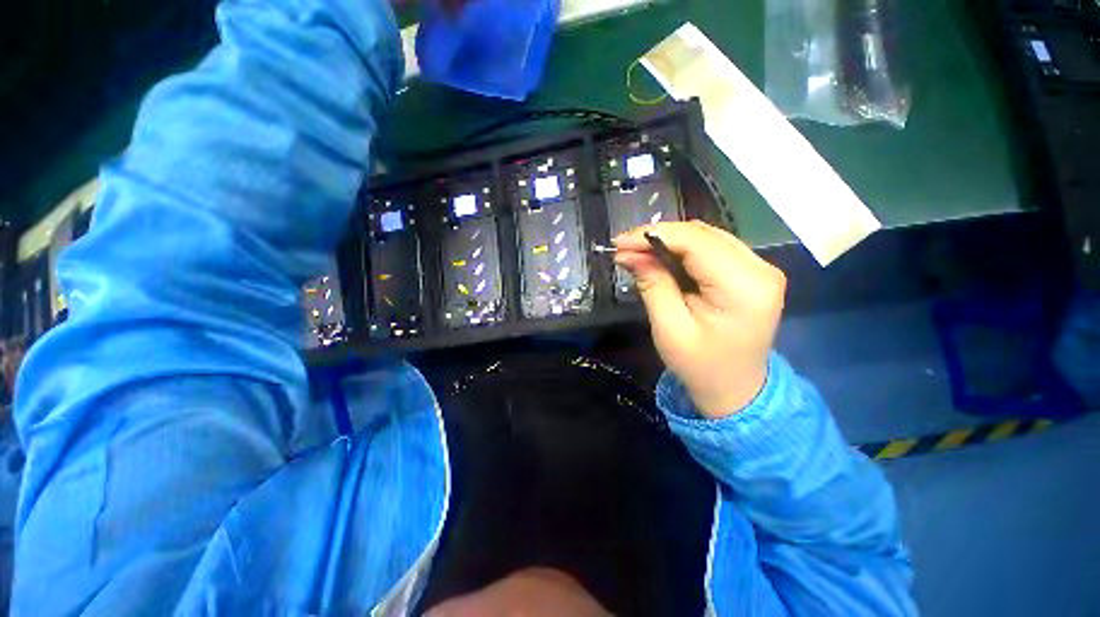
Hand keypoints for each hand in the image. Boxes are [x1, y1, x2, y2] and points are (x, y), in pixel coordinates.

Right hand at [614, 221, 785, 418]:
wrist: (735, 390)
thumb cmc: (700, 366)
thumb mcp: (669, 328)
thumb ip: (652, 284)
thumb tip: (628, 253)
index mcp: (744, 287)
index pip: (696, 242)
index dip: (654, 235)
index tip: (619, 243)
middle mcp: (761, 269)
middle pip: (703, 234)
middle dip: (658, 236)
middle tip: (624, 250)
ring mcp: (761, 268)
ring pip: (706, 237)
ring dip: (669, 241)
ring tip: (637, 253)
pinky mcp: (752, 272)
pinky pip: (713, 248)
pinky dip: (682, 250)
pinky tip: (661, 258)